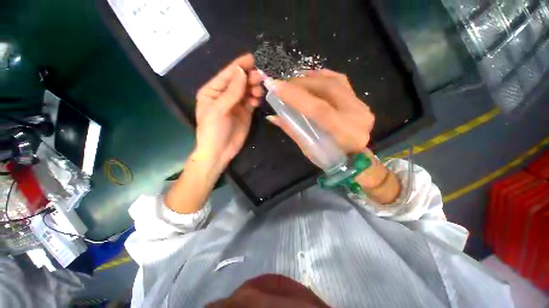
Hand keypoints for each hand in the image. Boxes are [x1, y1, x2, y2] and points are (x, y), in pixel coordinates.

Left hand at [194, 54, 262, 168]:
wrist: (220, 151)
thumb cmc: (213, 130)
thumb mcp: (219, 110)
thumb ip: (231, 92)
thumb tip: (241, 72)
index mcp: (212, 91)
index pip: (227, 75)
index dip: (238, 66)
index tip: (251, 58)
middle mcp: (224, 95)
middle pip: (239, 82)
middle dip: (249, 77)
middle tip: (260, 76)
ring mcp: (236, 104)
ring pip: (247, 91)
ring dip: (254, 88)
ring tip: (259, 91)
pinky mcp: (245, 113)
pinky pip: (252, 101)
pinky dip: (256, 99)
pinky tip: (258, 100)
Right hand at [266, 69, 374, 157]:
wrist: (355, 159)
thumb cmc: (330, 159)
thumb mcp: (309, 149)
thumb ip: (293, 130)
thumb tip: (273, 117)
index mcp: (345, 134)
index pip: (319, 110)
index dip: (296, 97)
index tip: (276, 87)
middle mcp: (357, 116)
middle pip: (328, 89)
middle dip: (301, 84)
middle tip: (284, 84)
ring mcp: (361, 106)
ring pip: (335, 81)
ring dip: (311, 79)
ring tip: (294, 81)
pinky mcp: (360, 101)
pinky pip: (340, 81)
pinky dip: (323, 77)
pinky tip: (310, 77)